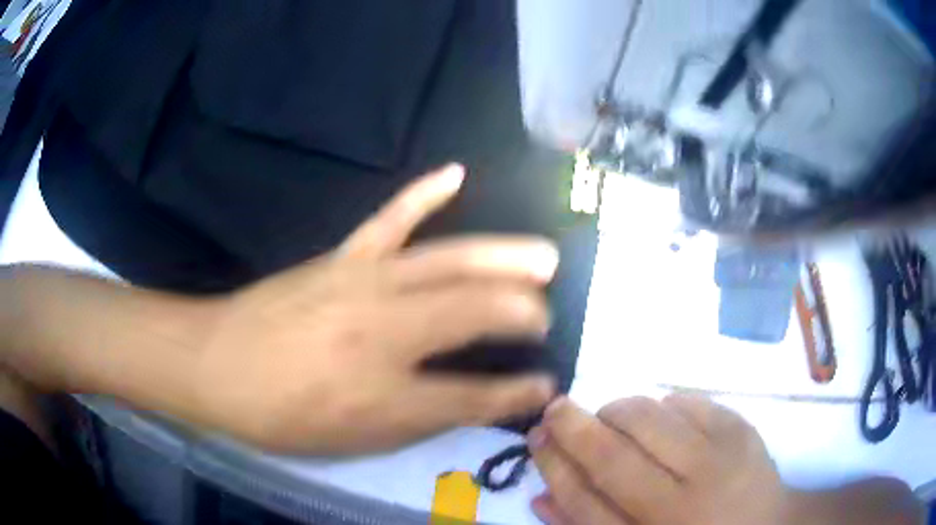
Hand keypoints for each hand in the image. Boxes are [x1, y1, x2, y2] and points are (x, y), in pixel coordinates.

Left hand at [194, 164, 559, 453]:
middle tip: (546, 314)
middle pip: (472, 312)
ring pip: (448, 263)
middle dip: (521, 312)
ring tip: (543, 257)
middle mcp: (383, 333)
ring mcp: (364, 283)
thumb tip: (470, 404)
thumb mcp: (351, 443)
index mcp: (384, 395)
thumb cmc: (280, 415)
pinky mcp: (342, 258)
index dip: (516, 394)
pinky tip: (455, 172)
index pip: (472, 395)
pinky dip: (424, 193)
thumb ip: (415, 423)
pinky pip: (390, 218)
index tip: (547, 385)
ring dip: (502, 257)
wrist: (216, 363)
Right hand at [529, 396, 788, 524]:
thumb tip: (541, 493)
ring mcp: (719, 462)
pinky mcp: (743, 430)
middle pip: (613, 457)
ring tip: (613, 418)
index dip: (553, 466)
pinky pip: (689, 402)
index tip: (536, 437)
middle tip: (556, 408)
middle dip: (573, 426)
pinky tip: (664, 421)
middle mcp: (683, 505)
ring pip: (650, 419)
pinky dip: (665, 406)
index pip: (584, 503)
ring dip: (618, 411)